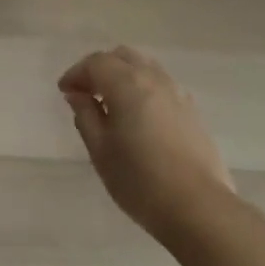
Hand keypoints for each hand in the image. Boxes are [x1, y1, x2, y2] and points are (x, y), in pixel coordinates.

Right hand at [60, 46, 236, 245]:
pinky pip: (162, 85)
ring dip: (124, 75)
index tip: (65, 92)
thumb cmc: (140, 181)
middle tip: (86, 93)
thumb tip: (78, 95)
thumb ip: (86, 116)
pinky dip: (144, 88)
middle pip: (122, 56)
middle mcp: (154, 79)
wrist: (199, 209)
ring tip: (113, 103)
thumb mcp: (101, 150)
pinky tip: (140, 116)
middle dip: (100, 68)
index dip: (76, 73)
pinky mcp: (193, 111)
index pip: (96, 63)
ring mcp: (177, 93)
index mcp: (127, 84)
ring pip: (145, 67)